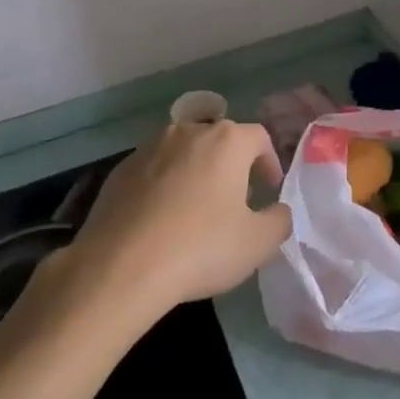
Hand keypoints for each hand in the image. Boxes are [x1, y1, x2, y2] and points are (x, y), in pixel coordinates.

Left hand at [64, 120, 291, 321]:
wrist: (120, 267)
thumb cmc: (200, 248)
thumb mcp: (258, 243)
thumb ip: (279, 220)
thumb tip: (278, 210)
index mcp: (227, 141)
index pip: (259, 137)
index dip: (269, 162)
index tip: (268, 190)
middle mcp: (189, 131)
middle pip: (219, 140)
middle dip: (232, 165)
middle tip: (235, 201)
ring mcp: (150, 147)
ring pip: (184, 152)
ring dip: (195, 172)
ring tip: (196, 210)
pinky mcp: (120, 169)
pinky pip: (153, 170)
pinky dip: (163, 186)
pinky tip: (160, 220)